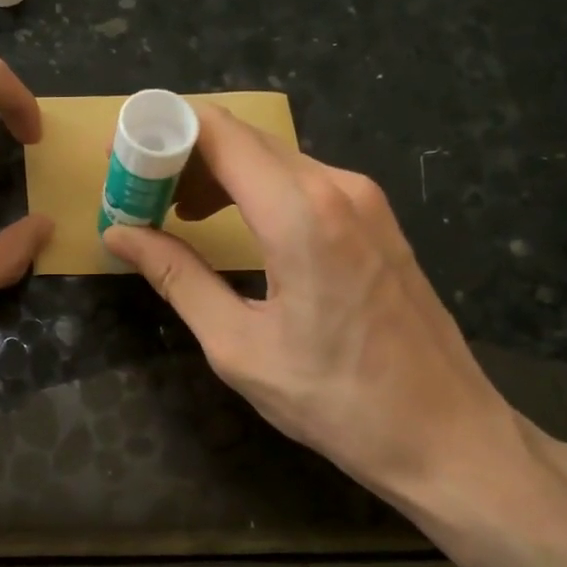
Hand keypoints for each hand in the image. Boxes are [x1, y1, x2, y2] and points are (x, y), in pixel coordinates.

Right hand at [102, 108, 526, 509]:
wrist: (447, 435)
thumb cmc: (336, 401)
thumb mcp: (239, 345)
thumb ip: (177, 277)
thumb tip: (119, 234)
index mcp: (300, 213)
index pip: (218, 133)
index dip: (161, 131)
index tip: (120, 157)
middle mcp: (337, 187)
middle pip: (244, 138)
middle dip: (183, 155)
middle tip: (140, 194)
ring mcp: (365, 200)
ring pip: (274, 158)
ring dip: (220, 173)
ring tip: (179, 215)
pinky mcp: (377, 219)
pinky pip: (304, 182)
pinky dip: (258, 189)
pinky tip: (236, 225)